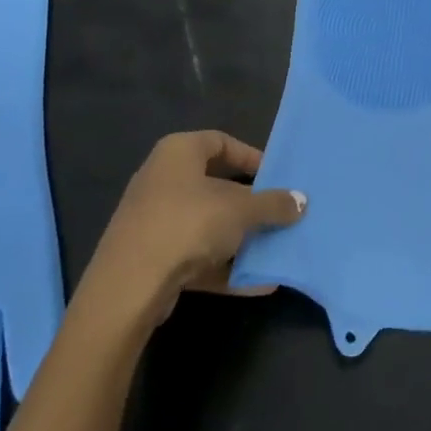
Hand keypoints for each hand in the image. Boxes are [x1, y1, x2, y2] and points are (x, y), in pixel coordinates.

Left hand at [77, 131, 305, 333]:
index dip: (250, 157)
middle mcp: (161, 179)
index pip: (220, 141)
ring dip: (238, 237)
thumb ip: (273, 204)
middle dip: (248, 202)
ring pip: (206, 223)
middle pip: (214, 185)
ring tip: (272, 248)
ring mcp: (152, 220)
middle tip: (277, 212)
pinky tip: (256, 282)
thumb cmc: (188, 224)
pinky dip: (224, 266)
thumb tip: (301, 201)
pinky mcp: (150, 258)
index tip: (275, 177)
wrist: (128, 288)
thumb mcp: (241, 210)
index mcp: (178, 152)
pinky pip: (195, 255)